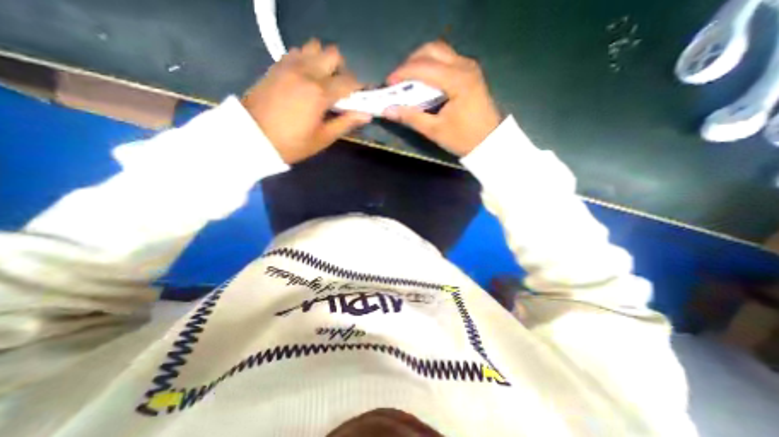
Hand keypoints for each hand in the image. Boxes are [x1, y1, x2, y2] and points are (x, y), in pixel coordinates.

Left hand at [241, 39, 369, 162]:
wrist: (251, 137)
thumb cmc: (292, 143)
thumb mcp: (323, 138)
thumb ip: (346, 123)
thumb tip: (366, 115)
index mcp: (320, 93)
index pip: (349, 81)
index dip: (359, 88)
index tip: (361, 98)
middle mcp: (306, 72)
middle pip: (333, 55)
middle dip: (342, 70)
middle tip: (340, 89)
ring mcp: (289, 65)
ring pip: (314, 47)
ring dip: (324, 62)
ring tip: (322, 82)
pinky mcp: (277, 65)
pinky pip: (297, 52)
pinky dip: (307, 60)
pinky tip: (305, 79)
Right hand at [383, 42, 497, 156]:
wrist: (489, 142)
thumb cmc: (463, 138)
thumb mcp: (435, 130)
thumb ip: (411, 117)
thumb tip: (387, 110)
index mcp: (457, 80)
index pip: (424, 67)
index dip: (402, 73)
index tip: (388, 84)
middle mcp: (465, 66)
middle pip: (432, 50)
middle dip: (410, 62)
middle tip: (398, 80)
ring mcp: (469, 67)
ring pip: (439, 52)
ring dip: (421, 62)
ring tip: (408, 80)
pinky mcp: (470, 72)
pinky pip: (446, 60)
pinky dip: (431, 66)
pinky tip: (424, 82)